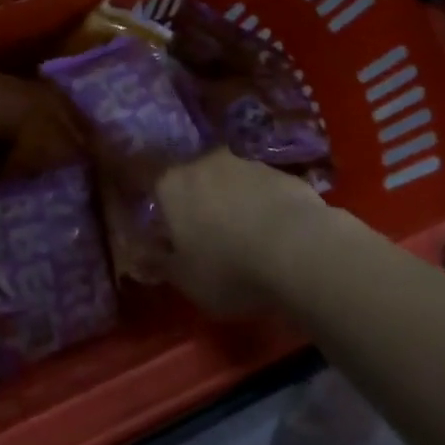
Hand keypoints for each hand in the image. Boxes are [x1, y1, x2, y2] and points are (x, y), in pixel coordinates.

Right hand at [157, 150, 330, 314]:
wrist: (300, 250)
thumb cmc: (228, 268)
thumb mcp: (186, 281)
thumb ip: (162, 263)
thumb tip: (144, 255)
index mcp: (172, 185)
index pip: (154, 187)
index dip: (161, 211)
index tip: (170, 235)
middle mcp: (204, 163)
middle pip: (195, 182)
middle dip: (199, 205)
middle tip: (208, 239)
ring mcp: (246, 164)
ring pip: (230, 183)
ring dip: (234, 204)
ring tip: (247, 241)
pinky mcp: (282, 173)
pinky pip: (263, 191)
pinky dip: (265, 208)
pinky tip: (277, 238)